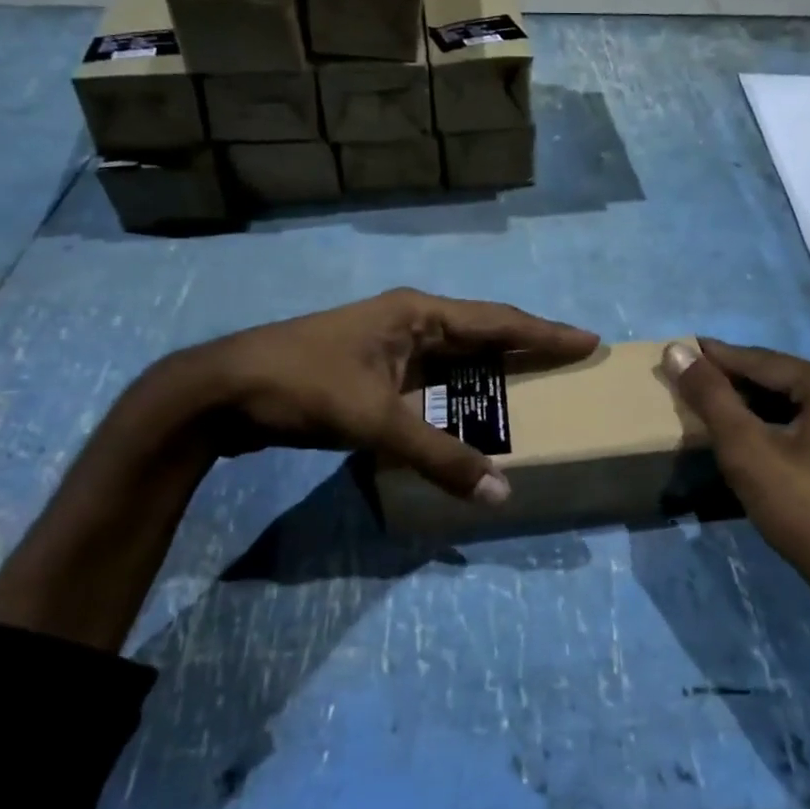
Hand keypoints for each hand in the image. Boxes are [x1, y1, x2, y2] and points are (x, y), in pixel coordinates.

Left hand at [162, 288, 597, 499]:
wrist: (220, 391)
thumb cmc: (303, 387)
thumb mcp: (376, 421)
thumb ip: (439, 457)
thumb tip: (501, 493)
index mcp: (418, 315)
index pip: (499, 321)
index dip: (547, 332)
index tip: (589, 340)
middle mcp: (409, 322)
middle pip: (483, 333)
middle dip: (527, 348)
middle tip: (569, 364)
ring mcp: (388, 345)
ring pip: (456, 356)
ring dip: (492, 371)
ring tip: (532, 389)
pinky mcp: (371, 370)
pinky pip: (432, 378)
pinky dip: (458, 394)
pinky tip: (470, 413)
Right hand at [661, 339, 809, 647]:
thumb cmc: (808, 510)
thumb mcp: (747, 450)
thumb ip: (711, 397)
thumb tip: (676, 349)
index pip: (761, 361)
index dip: (716, 358)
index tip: (682, 349)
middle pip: (786, 382)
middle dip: (740, 385)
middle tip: (697, 386)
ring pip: (805, 409)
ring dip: (763, 411)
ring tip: (724, 415)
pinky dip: (789, 432)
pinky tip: (768, 447)